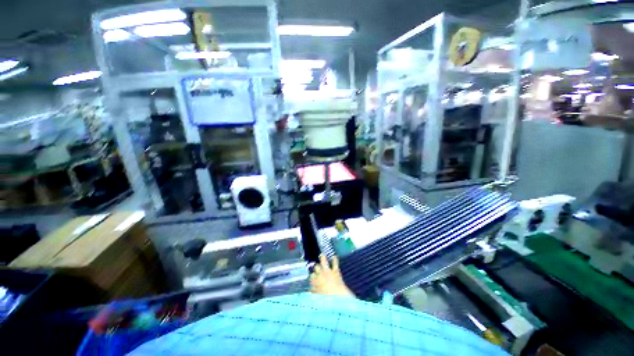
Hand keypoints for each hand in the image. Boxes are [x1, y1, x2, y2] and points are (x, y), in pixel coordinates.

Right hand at [310, 254, 354, 297]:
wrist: (338, 298)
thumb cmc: (326, 301)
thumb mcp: (317, 299)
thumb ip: (313, 293)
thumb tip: (309, 291)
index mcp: (314, 281)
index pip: (311, 276)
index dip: (312, 276)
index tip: (313, 277)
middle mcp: (320, 274)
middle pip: (316, 267)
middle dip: (317, 267)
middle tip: (317, 267)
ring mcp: (328, 271)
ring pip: (324, 261)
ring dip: (323, 258)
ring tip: (322, 254)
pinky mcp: (335, 271)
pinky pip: (335, 263)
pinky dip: (334, 259)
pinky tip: (334, 256)